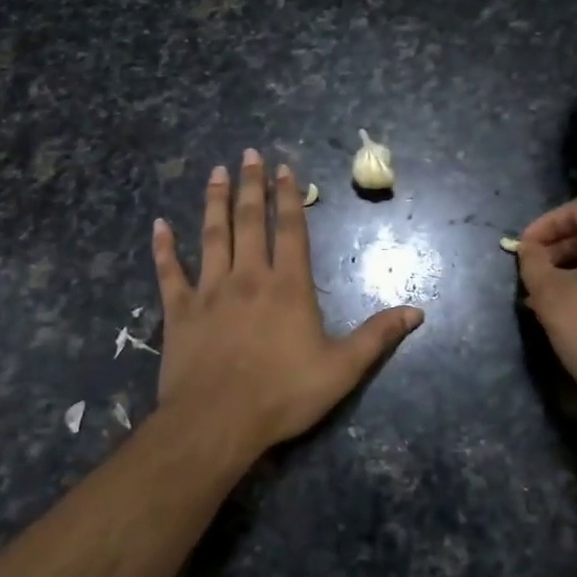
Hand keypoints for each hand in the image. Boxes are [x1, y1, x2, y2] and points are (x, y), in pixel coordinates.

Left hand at [151, 149, 424, 455]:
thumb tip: (417, 311)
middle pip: (250, 221)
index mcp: (287, 286)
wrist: (217, 423)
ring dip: (215, 202)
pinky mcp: (179, 311)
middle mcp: (248, 277)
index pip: (290, 230)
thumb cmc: (282, 395)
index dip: (289, 197)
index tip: (284, 168)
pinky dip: (164, 248)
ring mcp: (210, 291)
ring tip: (217, 172)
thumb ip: (377, 336)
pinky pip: (169, 273)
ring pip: (212, 236)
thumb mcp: (342, 369)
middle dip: (251, 185)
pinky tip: (158, 225)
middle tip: (249, 153)